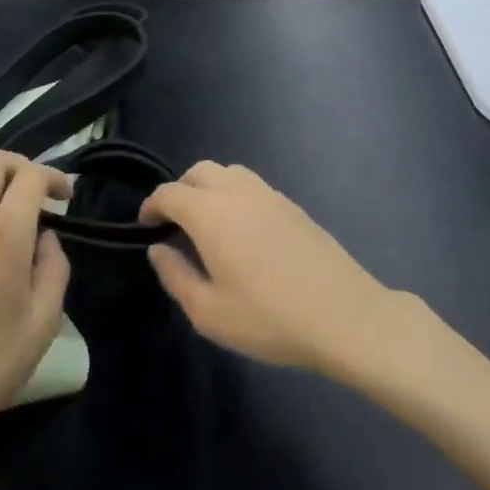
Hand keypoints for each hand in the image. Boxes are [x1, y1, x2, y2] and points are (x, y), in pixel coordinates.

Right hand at [140, 161, 396, 373]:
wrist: (343, 315)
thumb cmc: (268, 318)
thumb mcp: (209, 311)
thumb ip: (176, 276)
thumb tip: (158, 249)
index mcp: (210, 213)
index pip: (170, 193)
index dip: (151, 206)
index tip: (146, 226)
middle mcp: (238, 192)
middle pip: (199, 171)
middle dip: (180, 190)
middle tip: (175, 223)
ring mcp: (270, 195)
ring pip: (229, 172)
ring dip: (210, 188)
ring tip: (208, 224)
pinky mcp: (293, 206)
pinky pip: (253, 186)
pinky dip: (236, 195)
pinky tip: (243, 231)